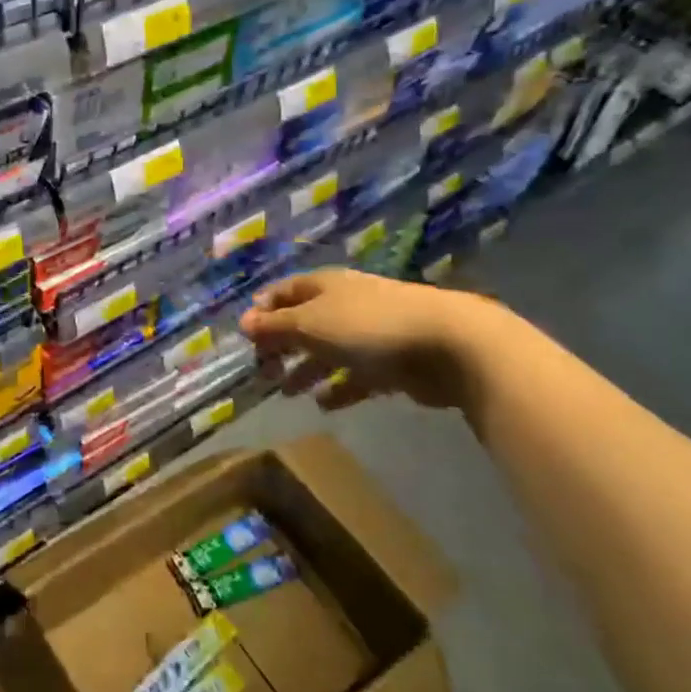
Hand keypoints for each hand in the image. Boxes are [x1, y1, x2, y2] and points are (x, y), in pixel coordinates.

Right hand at [239, 268, 491, 412]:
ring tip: (287, 392)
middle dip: (282, 345)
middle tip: (263, 370)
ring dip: (306, 370)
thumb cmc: (366, 326)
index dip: (263, 309)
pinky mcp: (391, 363)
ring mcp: (369, 334)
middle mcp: (344, 305)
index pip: (284, 292)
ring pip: (328, 351)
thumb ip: (275, 326)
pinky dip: (339, 388)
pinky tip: (324, 404)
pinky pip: (356, 376)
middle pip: (304, 323)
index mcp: (323, 286)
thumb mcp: (310, 323)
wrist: (446, 344)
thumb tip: (244, 322)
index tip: (246, 334)